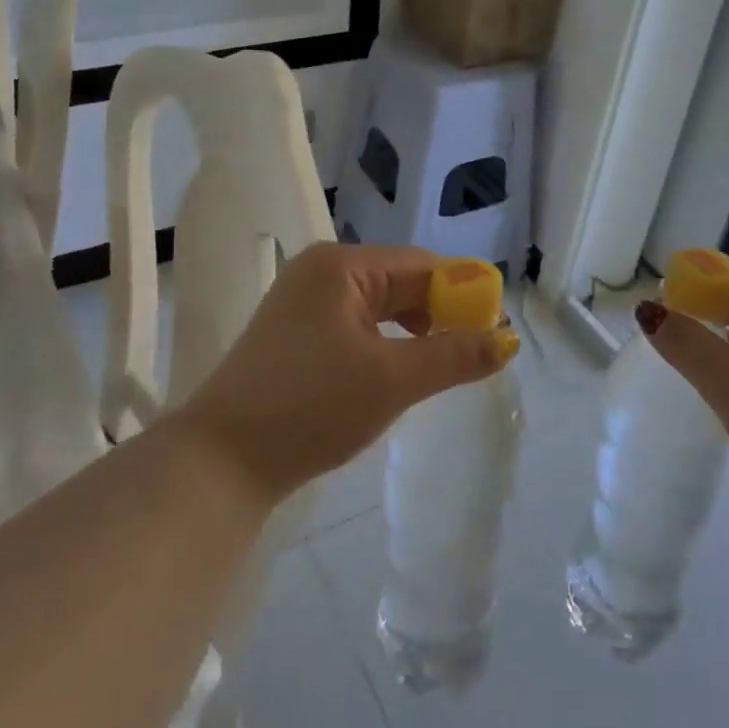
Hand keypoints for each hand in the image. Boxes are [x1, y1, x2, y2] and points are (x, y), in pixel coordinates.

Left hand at [166, 243, 517, 503]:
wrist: (220, 462)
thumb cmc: (311, 407)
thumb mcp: (392, 380)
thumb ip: (454, 356)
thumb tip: (508, 340)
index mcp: (341, 266)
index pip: (422, 266)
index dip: (463, 295)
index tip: (493, 333)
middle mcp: (320, 272)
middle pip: (399, 283)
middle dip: (438, 316)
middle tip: (471, 358)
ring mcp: (302, 303)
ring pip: (378, 309)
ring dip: (413, 334)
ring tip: (437, 369)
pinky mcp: (295, 336)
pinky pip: (355, 328)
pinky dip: (383, 346)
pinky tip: (396, 375)